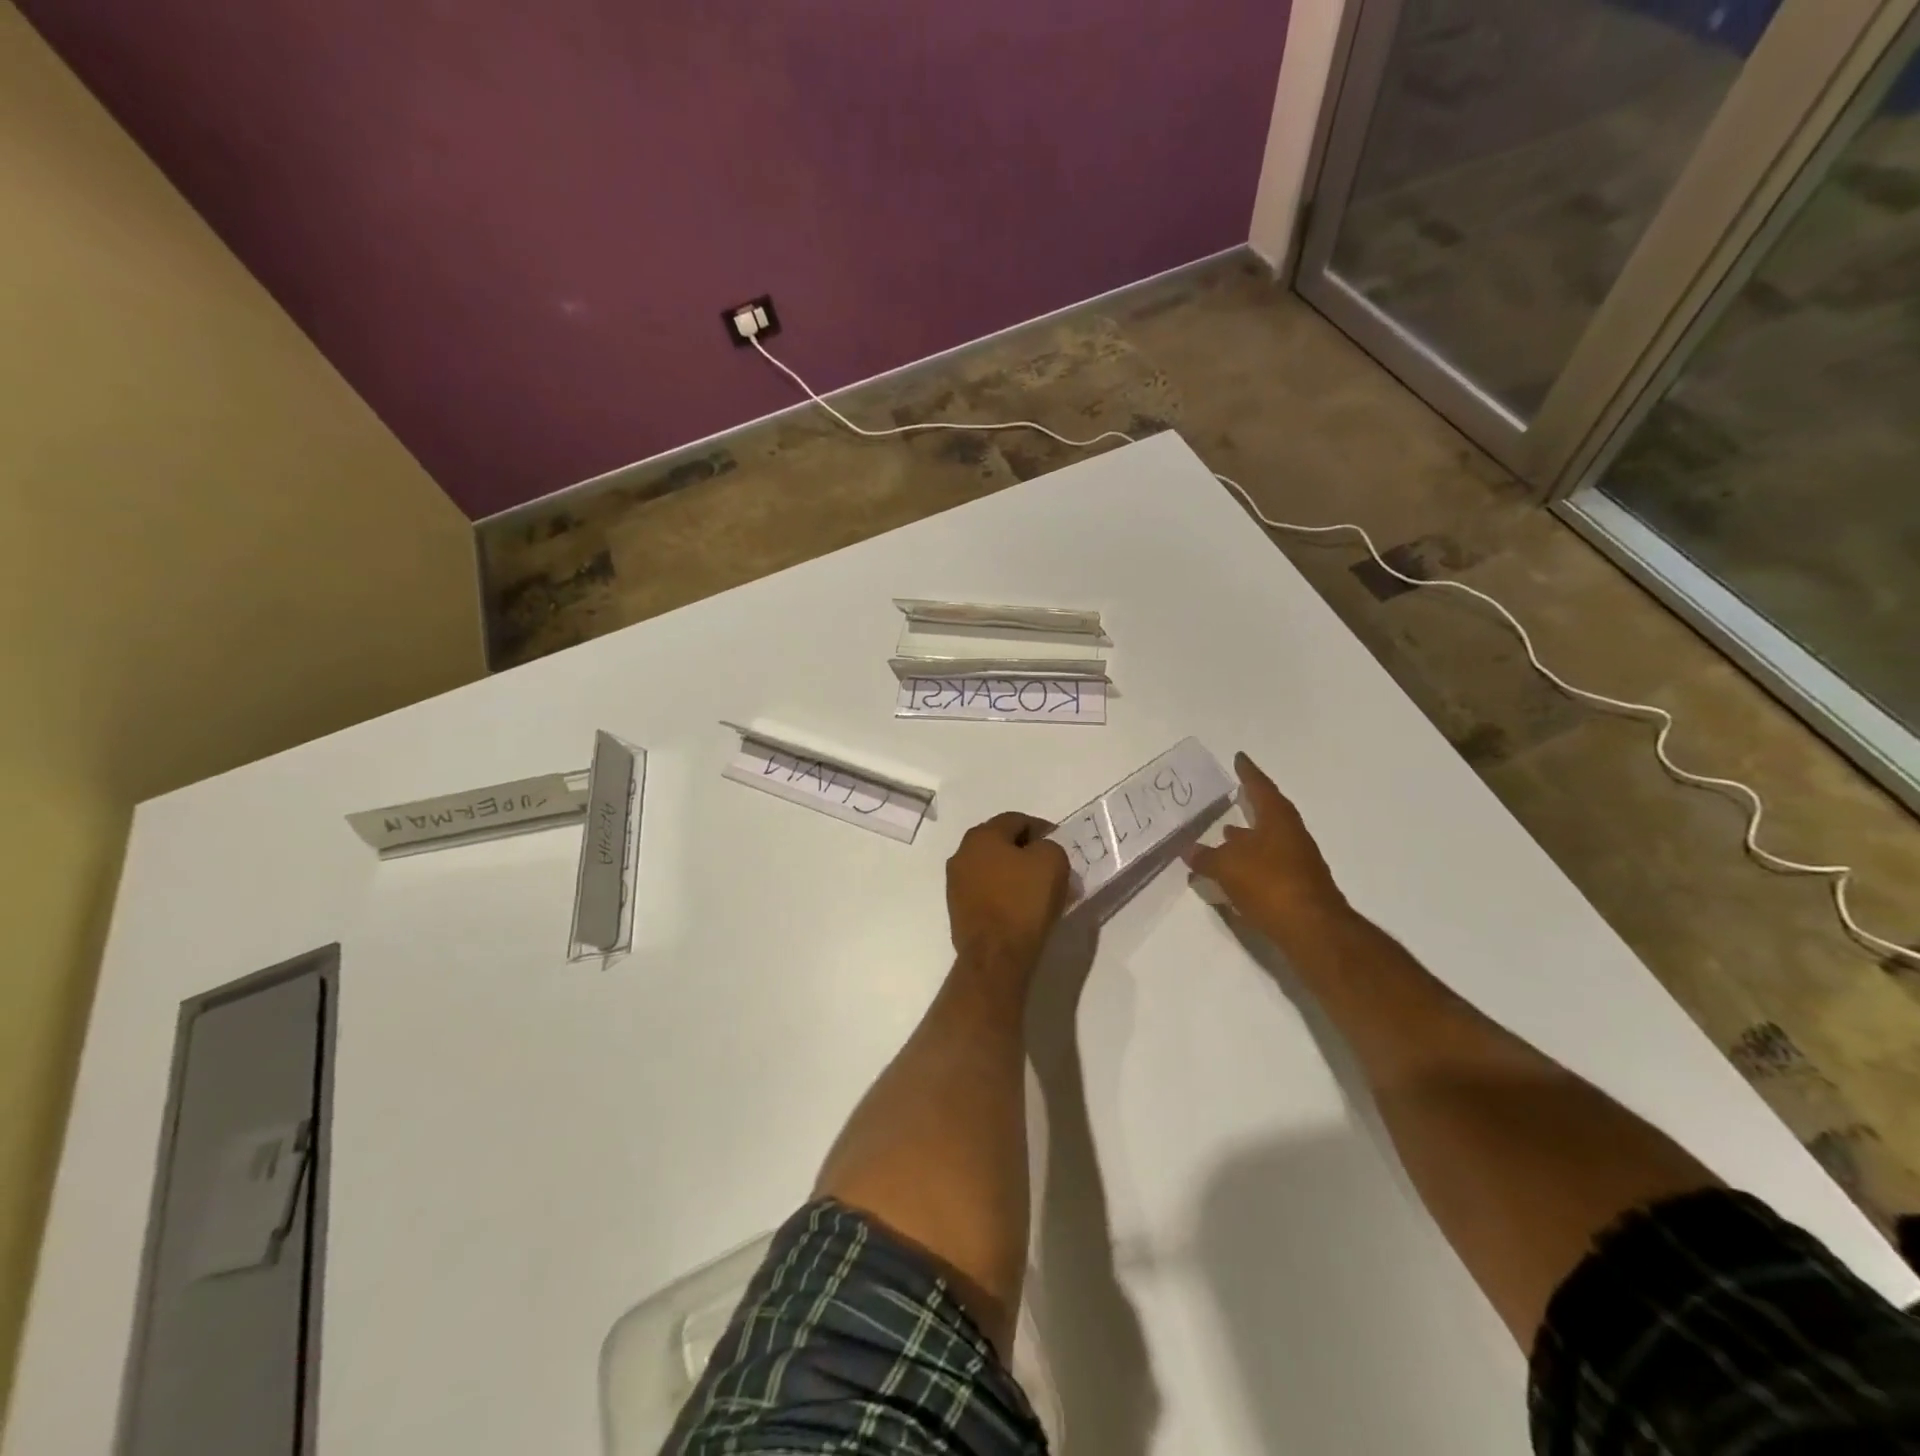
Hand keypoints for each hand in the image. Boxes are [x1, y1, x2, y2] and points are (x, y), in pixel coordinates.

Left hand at [947, 812, 1070, 973]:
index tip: (1060, 845)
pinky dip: (1004, 893)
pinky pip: (986, 890)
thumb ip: (1049, 846)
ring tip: (1037, 889)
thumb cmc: (1024, 901)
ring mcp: (956, 882)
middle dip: (1026, 851)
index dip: (1042, 829)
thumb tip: (1039, 852)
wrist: (995, 954)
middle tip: (1050, 866)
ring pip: (992, 867)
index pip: (1017, 820)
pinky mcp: (957, 908)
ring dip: (1014, 873)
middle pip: (1001, 843)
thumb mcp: (1052, 861)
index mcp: (982, 835)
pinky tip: (1020, 907)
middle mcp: (962, 853)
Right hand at [1185, 753, 1348, 942]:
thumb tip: (1190, 850)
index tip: (1240, 758)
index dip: (1248, 773)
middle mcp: (1291, 836)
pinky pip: (1267, 868)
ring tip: (1222, 840)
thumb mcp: (1227, 866)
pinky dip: (1249, 866)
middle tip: (1231, 801)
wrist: (1311, 929)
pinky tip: (1232, 875)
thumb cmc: (1269, 883)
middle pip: (1268, 816)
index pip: (1261, 788)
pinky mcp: (1295, 888)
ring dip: (1246, 841)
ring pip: (1266, 844)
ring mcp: (1297, 863)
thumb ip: (1207, 857)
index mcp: (1278, 820)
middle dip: (1248, 809)